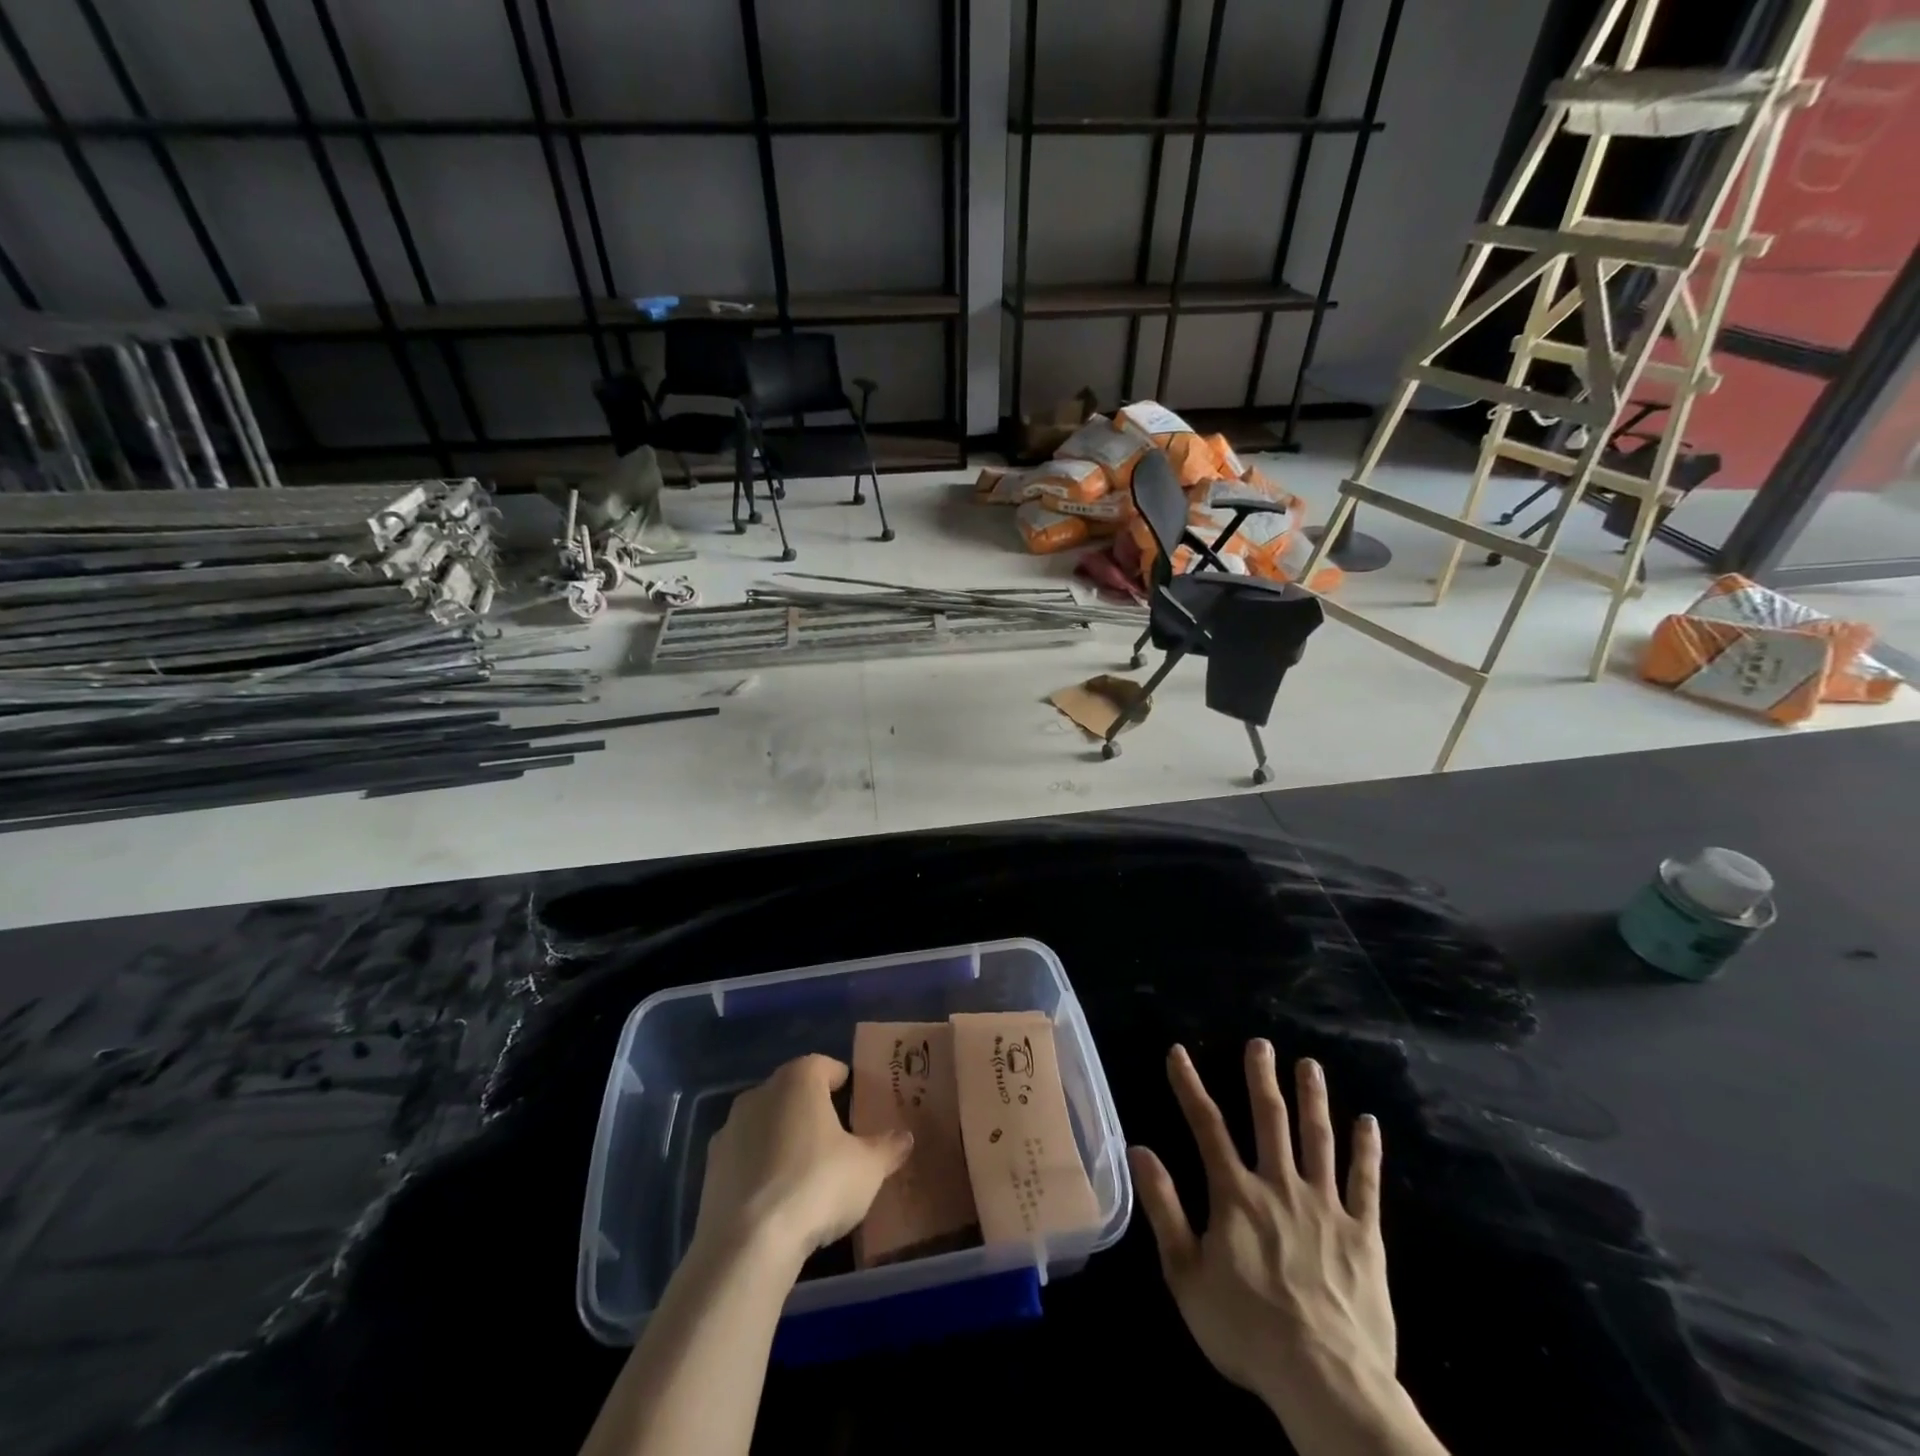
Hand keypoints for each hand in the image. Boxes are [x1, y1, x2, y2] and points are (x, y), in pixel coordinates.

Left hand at [694, 1054, 912, 1264]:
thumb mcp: (867, 1169)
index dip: (842, 1081)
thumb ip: (887, 1148)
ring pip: (765, 1123)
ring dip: (783, 1137)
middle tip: (835, 1138)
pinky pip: (745, 1156)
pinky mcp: (710, 1167)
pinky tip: (776, 1197)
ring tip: (804, 1171)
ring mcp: (730, 1129)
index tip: (855, 1101)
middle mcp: (760, 1092)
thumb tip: (904, 1138)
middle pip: (793, 1092)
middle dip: (812, 1109)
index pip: (825, 1065)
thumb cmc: (816, 1186)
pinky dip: (760, 1167)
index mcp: (799, 1080)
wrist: (746, 1244)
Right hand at [1131, 1043, 1442, 1454]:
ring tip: (1310, 1065)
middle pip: (1270, 1119)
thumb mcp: (1185, 1274)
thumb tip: (1139, 1150)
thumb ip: (1163, 1208)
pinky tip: (1369, 1122)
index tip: (1178, 1052)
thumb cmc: (1246, 1330)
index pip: (1206, 1126)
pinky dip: (1367, 1150)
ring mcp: (1326, 1206)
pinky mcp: (1364, 1234)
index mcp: (1235, 1194)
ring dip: (1313, 1099)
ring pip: (1318, 1139)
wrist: (1324, 1381)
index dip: (1189, 1086)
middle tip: (1260, 1044)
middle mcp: (1279, 1185)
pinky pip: (1366, 1183)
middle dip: (1261, 1078)